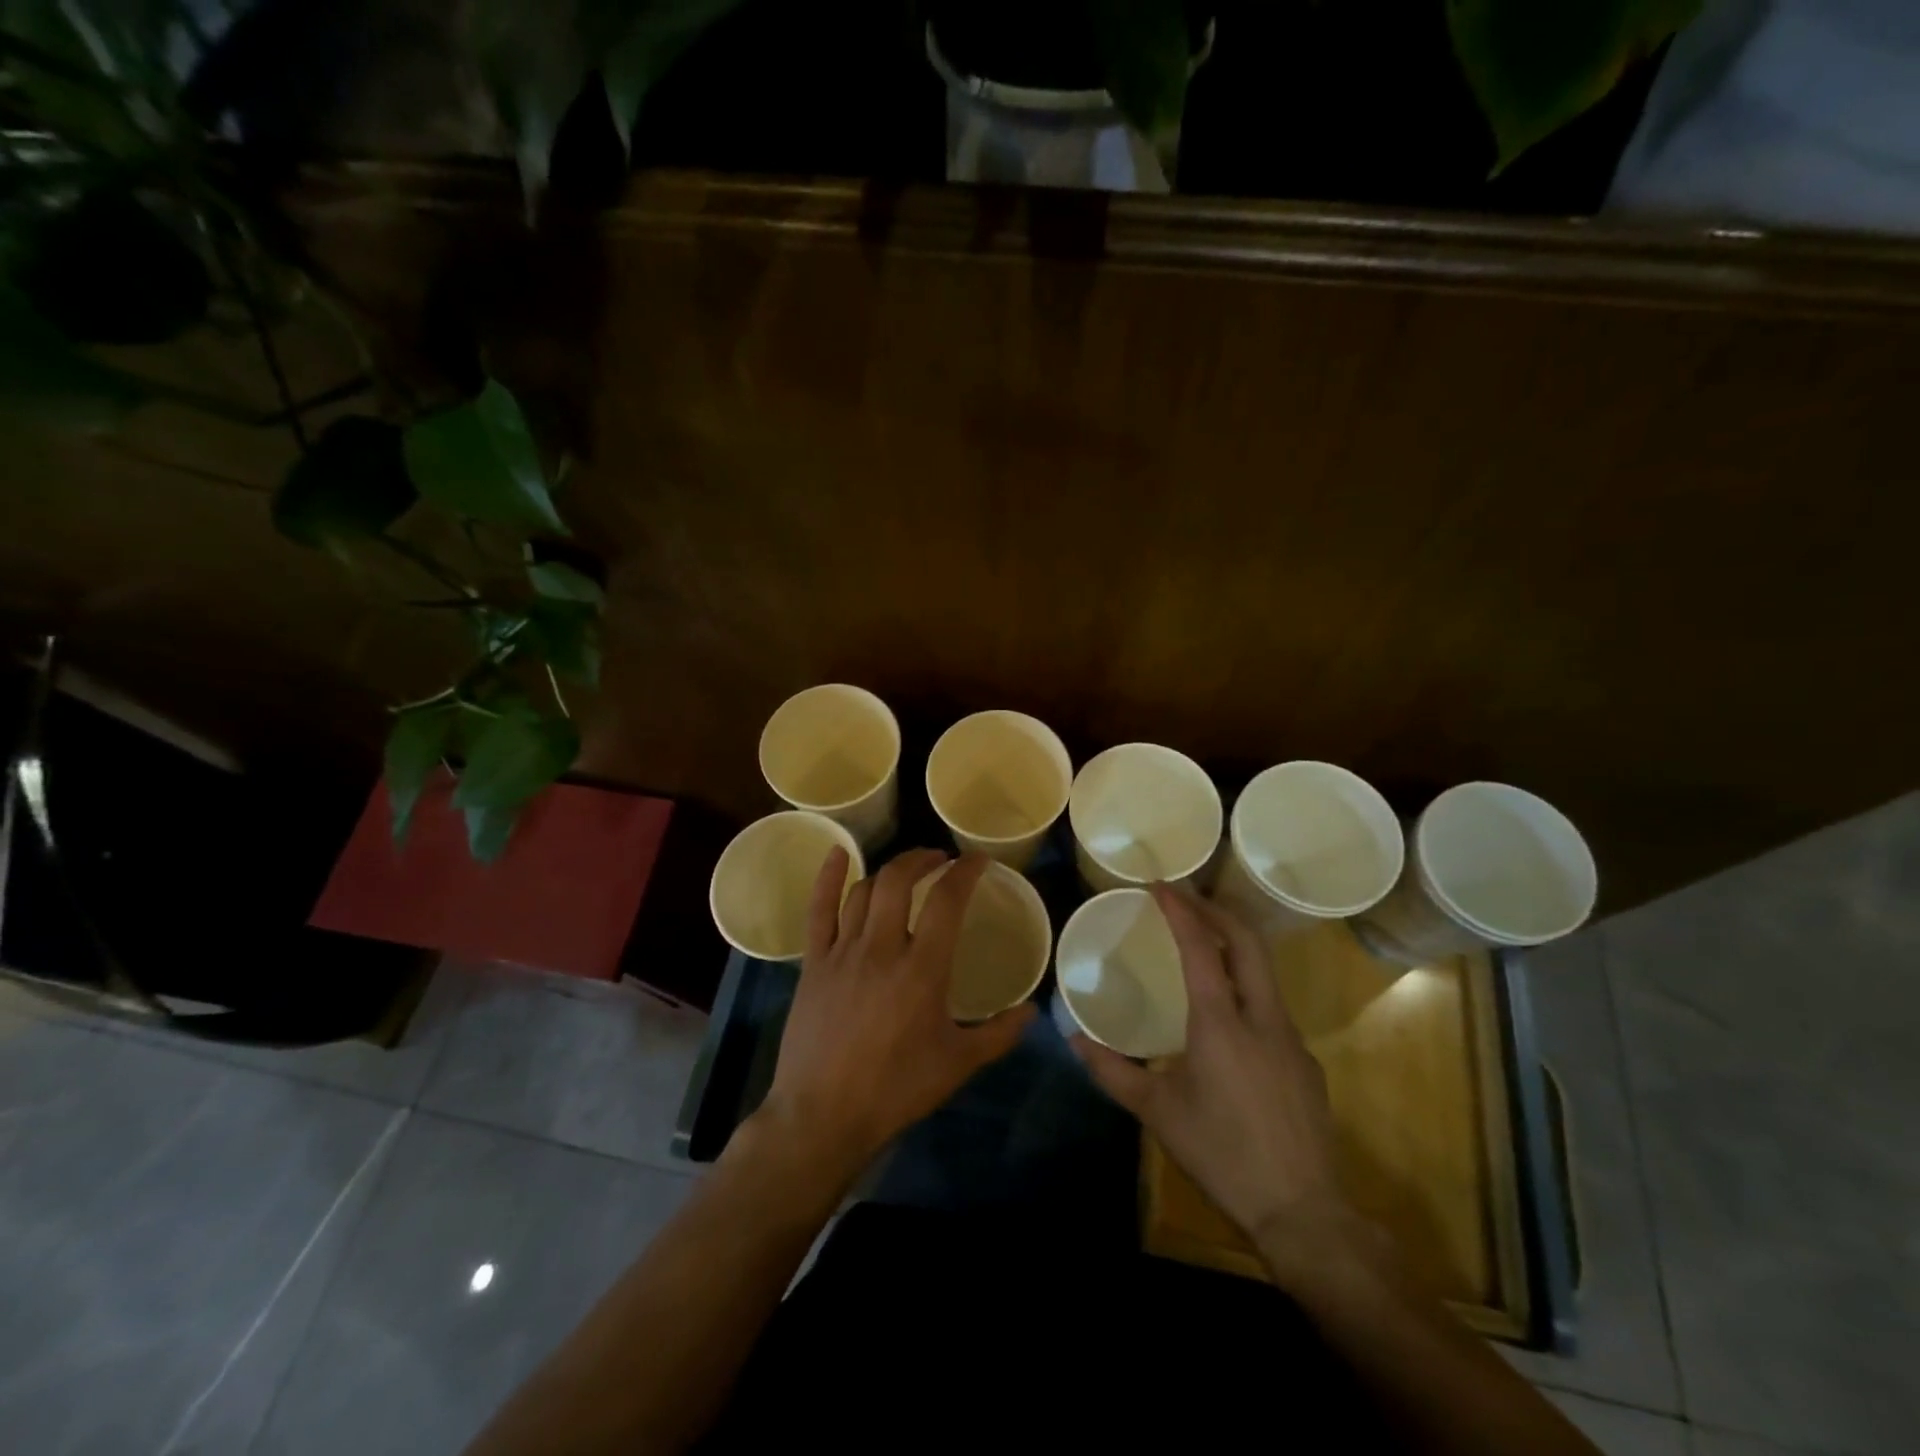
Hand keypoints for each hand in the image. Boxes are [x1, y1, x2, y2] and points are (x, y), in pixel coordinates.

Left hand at [758, 847, 1036, 1180]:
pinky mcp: (813, 964)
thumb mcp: (958, 1064)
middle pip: (899, 881)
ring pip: (864, 891)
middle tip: (941, 860)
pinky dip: (828, 878)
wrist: (823, 1116)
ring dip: (889, 871)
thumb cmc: (895, 1090)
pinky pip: (818, 910)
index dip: (964, 872)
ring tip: (907, 870)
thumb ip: (999, 1034)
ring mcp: (842, 952)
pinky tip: (838, 854)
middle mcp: (881, 948)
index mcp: (921, 969)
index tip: (977, 860)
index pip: (946, 901)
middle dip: (923, 859)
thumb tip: (1032, 1011)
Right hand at [1072, 886, 1352, 1262]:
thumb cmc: (1220, 1153)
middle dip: (1216, 909)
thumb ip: (1112, 1070)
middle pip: (1248, 942)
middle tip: (1185, 897)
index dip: (1180, 909)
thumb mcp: (1156, 1112)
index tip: (1160, 885)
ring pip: (1264, 972)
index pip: (1201, 947)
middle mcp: (1261, 1017)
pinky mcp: (1305, 1062)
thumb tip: (1073, 1038)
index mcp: (1221, 1022)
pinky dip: (1245, 986)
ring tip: (1202, 942)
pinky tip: (1227, 1015)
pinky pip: (1272, 1006)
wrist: (1302, 1212)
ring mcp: (1291, 1038)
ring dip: (1233, 945)